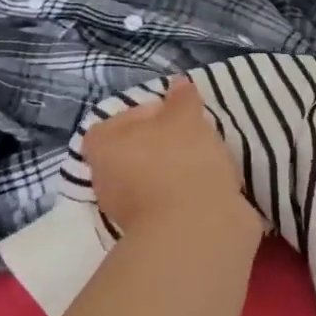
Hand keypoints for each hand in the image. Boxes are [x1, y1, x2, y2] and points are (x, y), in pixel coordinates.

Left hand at [83, 79, 258, 238]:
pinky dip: (187, 194)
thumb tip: (179, 84)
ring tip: (209, 161)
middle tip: (195, 135)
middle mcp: (106, 179)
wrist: (197, 230)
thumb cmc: (181, 162)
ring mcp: (128, 211)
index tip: (175, 114)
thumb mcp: (186, 118)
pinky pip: (171, 202)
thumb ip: (182, 99)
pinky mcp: (155, 232)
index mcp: (103, 147)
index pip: (115, 122)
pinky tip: (211, 187)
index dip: (144, 114)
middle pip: (135, 152)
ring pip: (154, 179)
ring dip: (177, 170)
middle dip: (164, 143)